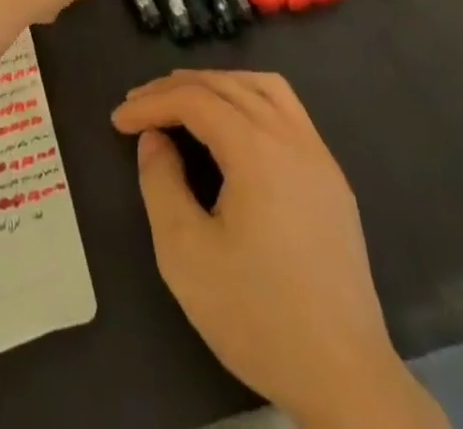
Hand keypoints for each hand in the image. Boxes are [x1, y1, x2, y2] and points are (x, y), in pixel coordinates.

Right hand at [111, 72, 445, 428]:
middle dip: (178, 87)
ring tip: (184, 99)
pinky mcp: (331, 178)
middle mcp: (290, 137)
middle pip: (227, 85)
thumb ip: (161, 183)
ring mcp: (318, 155)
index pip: (194, 100)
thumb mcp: (185, 254)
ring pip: (263, 87)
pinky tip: (235, 125)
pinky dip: (251, 99)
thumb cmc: (258, 316)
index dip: (152, 103)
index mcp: (256, 149)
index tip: (118, 120)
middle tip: (140, 104)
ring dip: (219, 84)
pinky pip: (288, 110)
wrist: (345, 377)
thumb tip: (154, 138)